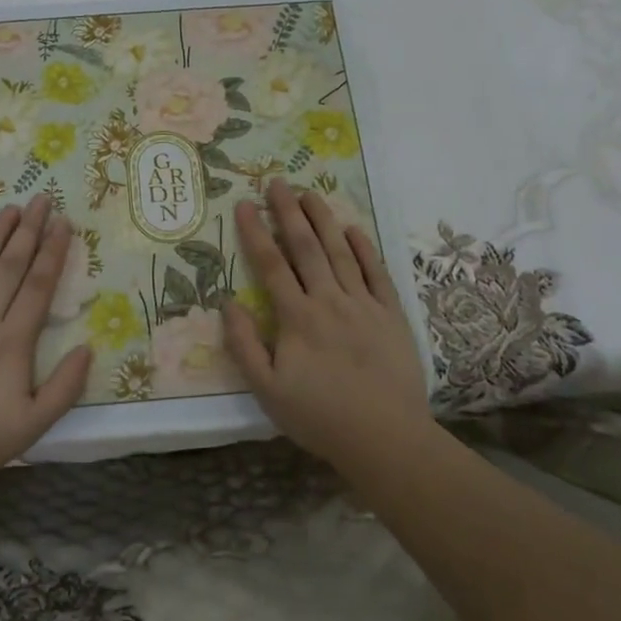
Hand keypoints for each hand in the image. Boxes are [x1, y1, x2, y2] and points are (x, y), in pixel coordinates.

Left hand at [0, 196, 91, 495]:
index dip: (53, 252)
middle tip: (43, 199)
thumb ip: (64, 387)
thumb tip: (88, 348)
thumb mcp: (32, 426)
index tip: (65, 223)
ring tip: (11, 208)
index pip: (38, 286)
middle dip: (30, 230)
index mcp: (12, 342)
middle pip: (10, 266)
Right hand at [221, 179, 432, 470]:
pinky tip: (354, 229)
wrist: (385, 437)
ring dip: (324, 220)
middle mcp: (329, 300)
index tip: (245, 204)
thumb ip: (245, 345)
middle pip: (306, 248)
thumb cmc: (319, 417)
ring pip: (341, 252)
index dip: (256, 232)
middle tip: (277, 182)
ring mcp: (364, 304)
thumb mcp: (267, 390)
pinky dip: (365, 248)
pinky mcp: (391, 315)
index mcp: (297, 317)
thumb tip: (229, 303)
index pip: (272, 265)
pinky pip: (376, 273)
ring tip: (310, 193)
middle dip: (289, 212)